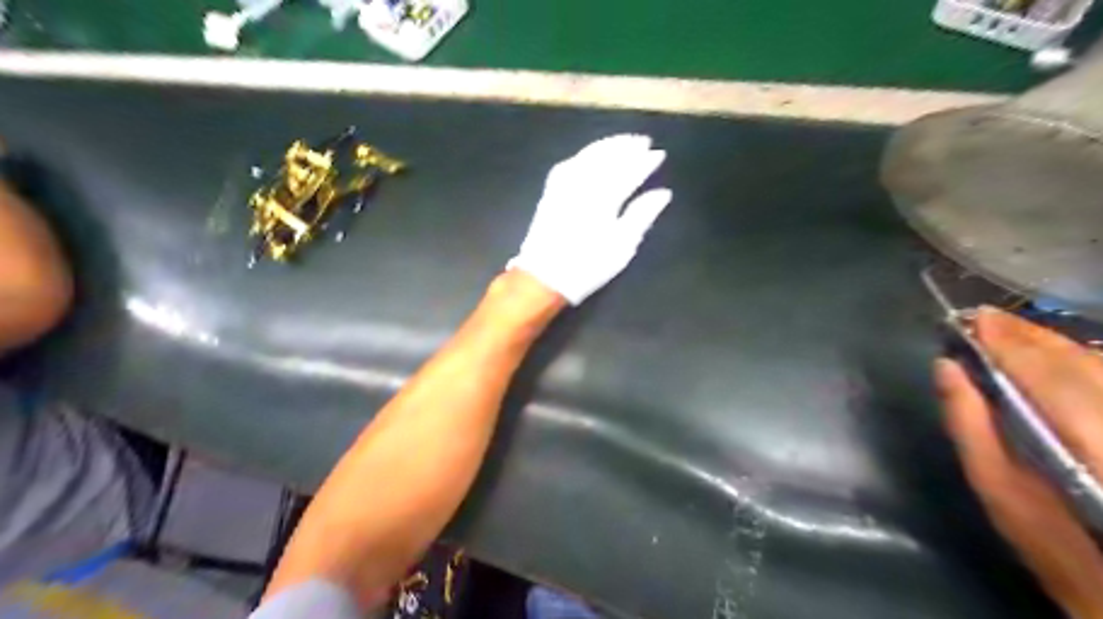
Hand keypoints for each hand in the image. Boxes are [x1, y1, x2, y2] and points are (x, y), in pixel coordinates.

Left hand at [509, 134, 671, 305]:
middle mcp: (584, 184)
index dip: (645, 161)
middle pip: (608, 157)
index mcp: (605, 197)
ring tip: (622, 142)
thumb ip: (642, 215)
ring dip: (607, 145)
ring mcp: (564, 185)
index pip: (629, 170)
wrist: (544, 276)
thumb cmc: (588, 265)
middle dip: (627, 147)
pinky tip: (590, 154)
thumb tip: (662, 193)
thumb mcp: (622, 246)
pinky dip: (584, 154)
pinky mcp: (551, 191)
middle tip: (643, 141)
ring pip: (588, 155)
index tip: (659, 154)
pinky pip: (570, 163)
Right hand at [933, 309, 1102, 618]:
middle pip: (1080, 361)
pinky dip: (1081, 364)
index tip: (974, 318)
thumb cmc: (1054, 544)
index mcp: (1085, 437)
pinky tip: (1054, 363)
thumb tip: (947, 367)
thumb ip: (970, 421)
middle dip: (1029, 336)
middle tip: (985, 320)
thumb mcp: (997, 487)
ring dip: (1055, 346)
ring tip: (1012, 336)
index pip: (1043, 369)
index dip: (1007, 338)